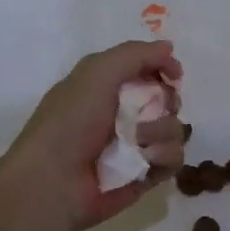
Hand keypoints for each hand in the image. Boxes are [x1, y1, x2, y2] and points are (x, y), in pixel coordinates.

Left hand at [0, 40, 186, 230]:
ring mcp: (136, 147)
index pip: (148, 71)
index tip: (173, 74)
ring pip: (176, 129)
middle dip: (167, 101)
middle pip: (169, 100)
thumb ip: (135, 54)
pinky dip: (162, 157)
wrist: (53, 182)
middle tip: (155, 109)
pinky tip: (144, 161)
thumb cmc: (70, 122)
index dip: (163, 68)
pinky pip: (174, 159)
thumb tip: (169, 48)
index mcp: (107, 88)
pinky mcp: (146, 175)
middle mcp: (123, 115)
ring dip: (160, 132)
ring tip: (138, 143)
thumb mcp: (97, 72)